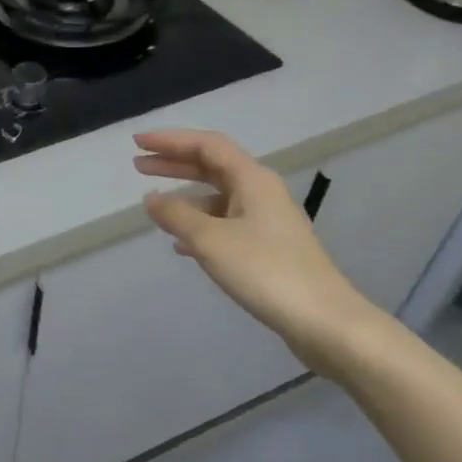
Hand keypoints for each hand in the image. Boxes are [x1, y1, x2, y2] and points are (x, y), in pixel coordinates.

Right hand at [134, 130, 374, 365]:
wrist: (323, 321)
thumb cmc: (265, 272)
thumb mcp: (211, 241)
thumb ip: (176, 216)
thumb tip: (151, 199)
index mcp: (252, 180)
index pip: (206, 145)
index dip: (170, 140)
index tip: (137, 143)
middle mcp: (261, 192)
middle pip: (212, 167)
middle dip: (174, 164)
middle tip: (138, 165)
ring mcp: (267, 220)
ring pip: (218, 198)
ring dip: (185, 198)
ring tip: (155, 208)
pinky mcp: (269, 247)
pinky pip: (226, 224)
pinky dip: (200, 226)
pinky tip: (181, 246)